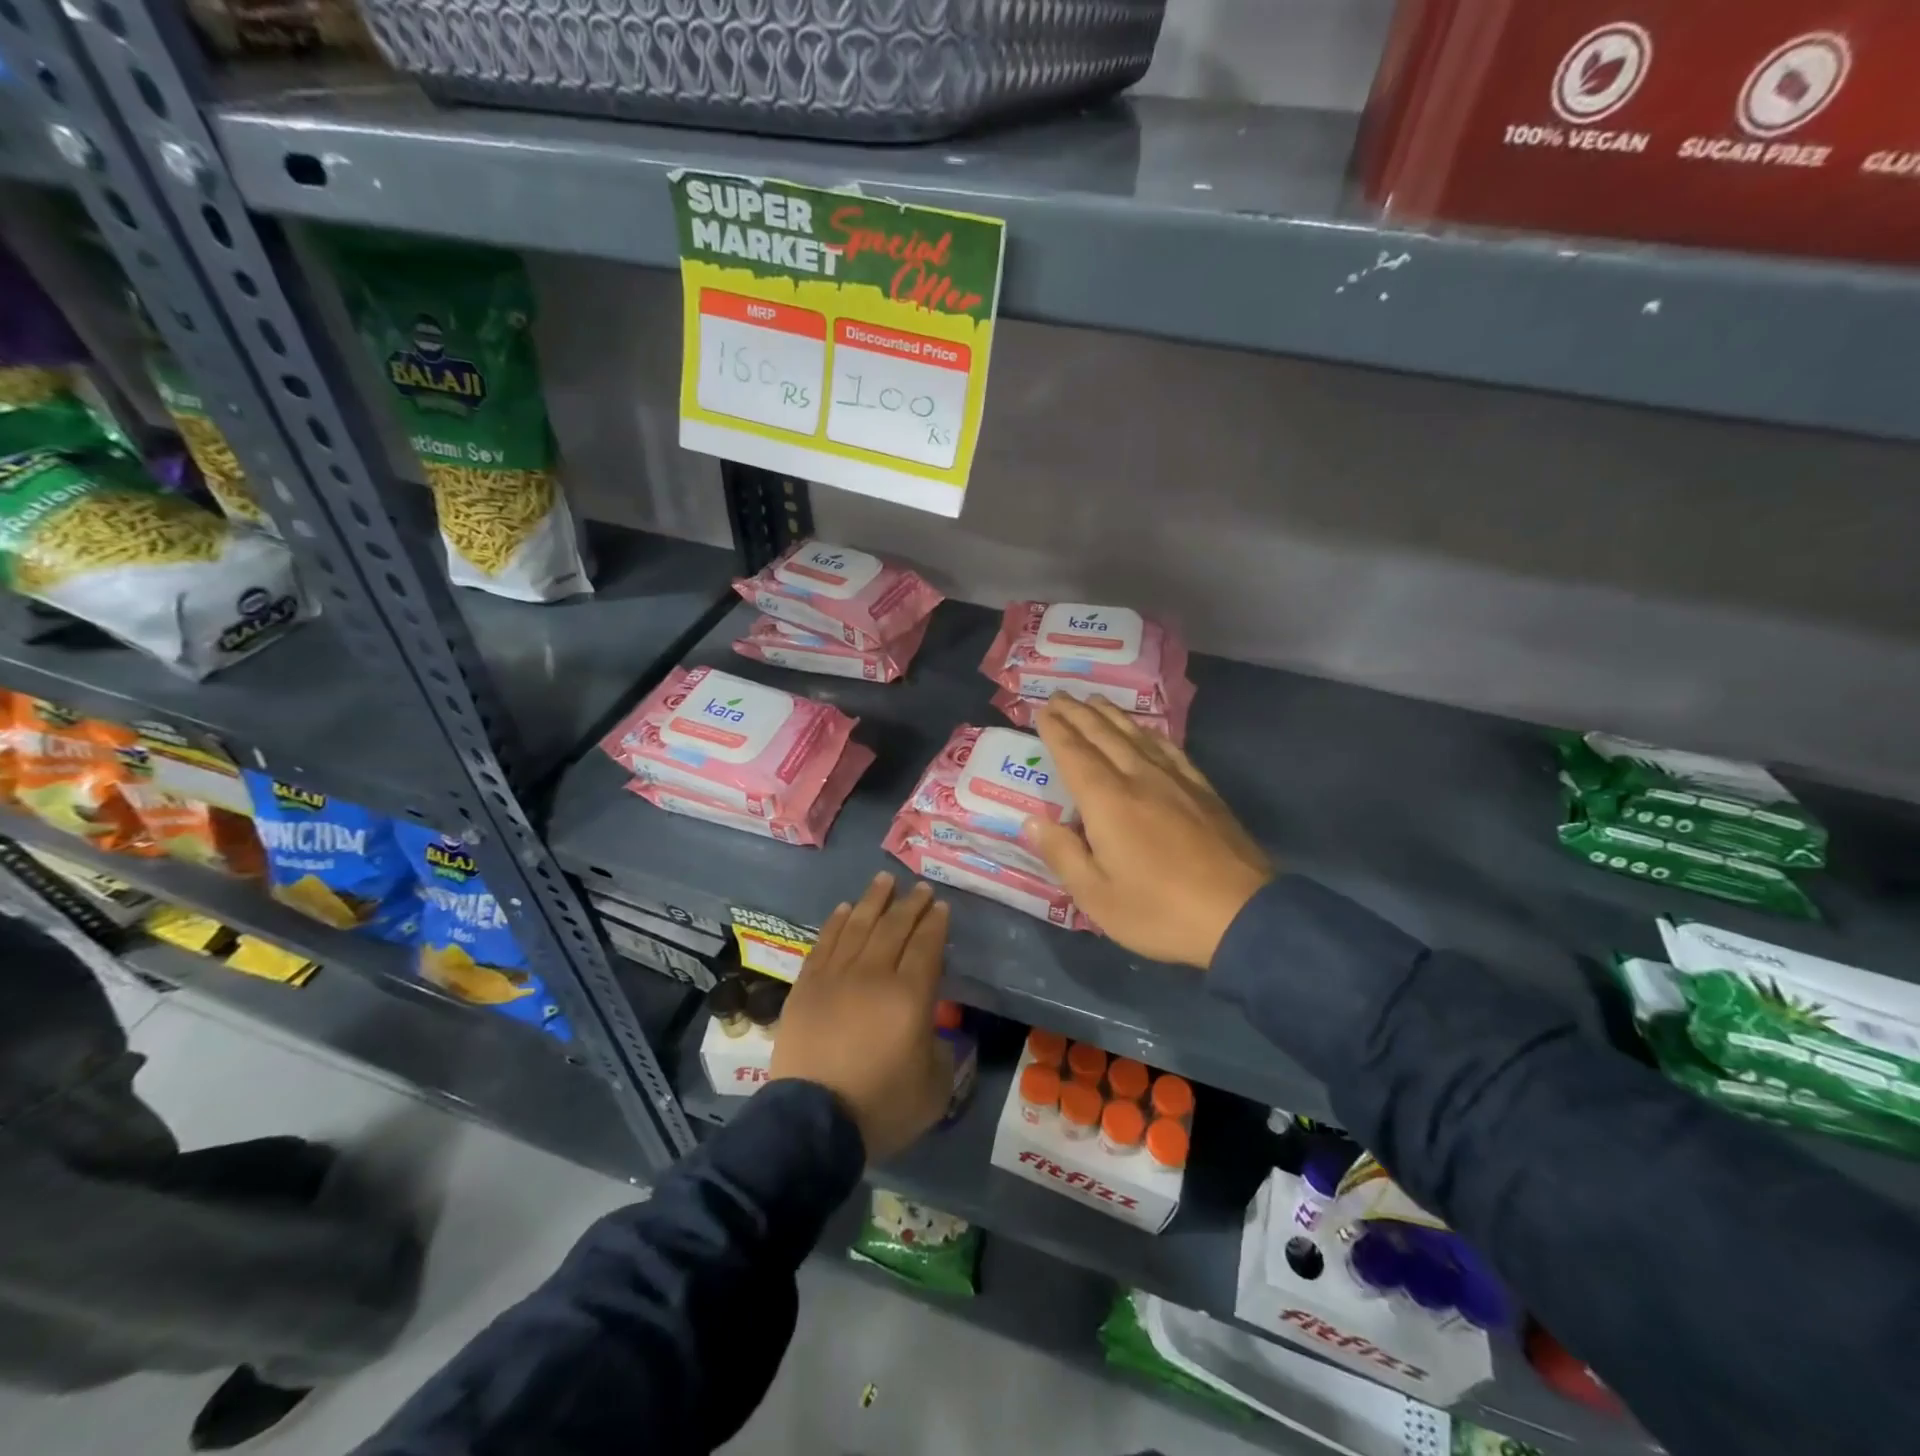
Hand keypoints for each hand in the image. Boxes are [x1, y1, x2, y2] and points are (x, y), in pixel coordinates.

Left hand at [770, 872, 952, 1161]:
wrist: (813, 1123)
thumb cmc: (880, 1106)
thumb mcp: (934, 1087)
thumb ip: (941, 1050)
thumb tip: (931, 1029)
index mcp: (910, 996)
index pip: (926, 945)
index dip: (935, 923)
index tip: (940, 906)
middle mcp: (873, 975)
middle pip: (894, 928)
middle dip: (910, 904)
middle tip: (920, 888)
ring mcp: (836, 977)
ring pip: (858, 926)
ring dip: (874, 901)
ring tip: (885, 881)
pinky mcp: (807, 986)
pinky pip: (825, 943)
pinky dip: (837, 922)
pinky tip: (846, 909)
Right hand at [1024, 696, 1273, 968]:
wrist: (1241, 917)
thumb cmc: (1159, 911)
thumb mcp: (1096, 896)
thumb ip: (1062, 854)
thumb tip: (1033, 822)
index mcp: (1108, 801)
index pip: (1074, 754)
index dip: (1055, 730)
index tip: (1041, 710)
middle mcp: (1139, 779)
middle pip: (1104, 735)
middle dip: (1078, 713)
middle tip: (1060, 696)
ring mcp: (1176, 781)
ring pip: (1137, 736)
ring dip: (1112, 716)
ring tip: (1095, 701)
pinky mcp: (1203, 791)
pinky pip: (1170, 749)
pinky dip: (1150, 733)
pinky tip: (1146, 731)